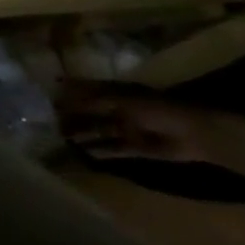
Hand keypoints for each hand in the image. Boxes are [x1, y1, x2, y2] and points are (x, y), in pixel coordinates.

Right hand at [59, 87, 221, 163]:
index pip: (87, 91)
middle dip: (72, 116)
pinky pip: (114, 149)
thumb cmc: (158, 110)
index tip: (47, 94)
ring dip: (82, 134)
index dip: (68, 92)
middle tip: (49, 121)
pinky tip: (85, 154)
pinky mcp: (137, 148)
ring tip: (62, 138)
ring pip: (99, 131)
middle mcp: (120, 110)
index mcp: (117, 94)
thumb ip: (92, 99)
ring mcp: (128, 129)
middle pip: (90, 112)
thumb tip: (61, 93)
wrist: (197, 135)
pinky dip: (101, 151)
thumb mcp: (123, 100)